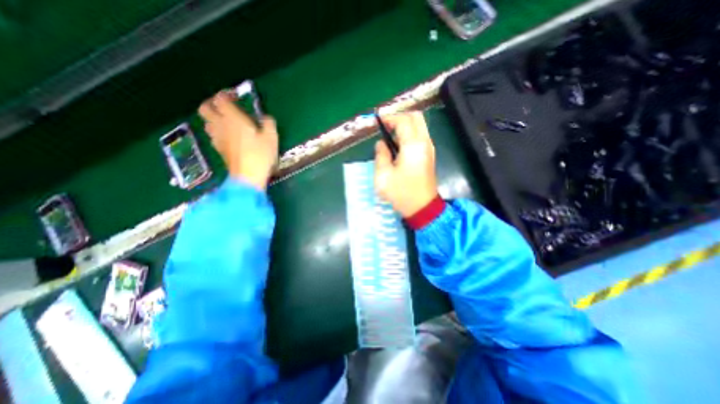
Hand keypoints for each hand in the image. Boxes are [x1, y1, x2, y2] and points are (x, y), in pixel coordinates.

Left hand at [199, 92, 277, 190]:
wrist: (247, 176)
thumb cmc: (260, 154)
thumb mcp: (271, 137)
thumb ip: (268, 123)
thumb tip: (266, 118)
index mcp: (233, 118)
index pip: (220, 99)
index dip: (225, 95)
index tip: (234, 97)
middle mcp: (221, 125)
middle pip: (205, 109)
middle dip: (212, 105)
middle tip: (225, 108)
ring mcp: (217, 138)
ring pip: (207, 123)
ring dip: (214, 119)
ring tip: (227, 123)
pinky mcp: (218, 149)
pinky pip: (213, 135)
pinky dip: (218, 132)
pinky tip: (228, 138)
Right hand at [377, 112, 437, 217]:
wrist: (422, 208)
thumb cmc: (401, 193)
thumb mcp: (383, 176)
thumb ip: (381, 155)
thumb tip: (381, 143)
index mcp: (412, 146)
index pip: (403, 121)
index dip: (390, 118)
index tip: (378, 122)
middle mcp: (424, 142)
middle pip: (416, 117)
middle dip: (400, 117)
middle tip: (386, 127)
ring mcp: (429, 148)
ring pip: (420, 126)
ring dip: (405, 126)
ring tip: (390, 137)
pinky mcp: (429, 155)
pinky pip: (420, 136)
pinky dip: (410, 134)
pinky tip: (399, 146)